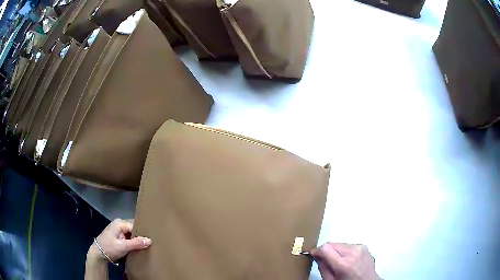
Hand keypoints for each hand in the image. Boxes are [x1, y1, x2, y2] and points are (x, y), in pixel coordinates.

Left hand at [88, 219, 151, 262]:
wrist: (98, 254)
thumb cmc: (109, 248)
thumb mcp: (123, 246)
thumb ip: (136, 243)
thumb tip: (149, 240)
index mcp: (120, 223)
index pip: (135, 225)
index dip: (143, 232)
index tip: (152, 238)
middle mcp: (119, 224)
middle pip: (134, 229)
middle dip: (141, 235)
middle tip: (152, 242)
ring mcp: (118, 230)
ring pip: (131, 234)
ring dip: (137, 240)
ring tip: (147, 245)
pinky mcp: (118, 237)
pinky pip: (129, 237)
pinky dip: (133, 242)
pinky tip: (139, 247)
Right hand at [311, 243, 378, 279]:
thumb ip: (322, 267)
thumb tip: (316, 255)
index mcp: (343, 264)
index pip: (325, 248)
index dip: (317, 251)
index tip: (313, 254)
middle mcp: (353, 253)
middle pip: (332, 244)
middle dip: (326, 251)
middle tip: (324, 260)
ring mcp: (360, 248)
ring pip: (340, 243)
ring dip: (335, 251)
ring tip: (337, 262)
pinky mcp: (364, 246)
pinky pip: (349, 245)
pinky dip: (344, 251)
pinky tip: (347, 260)